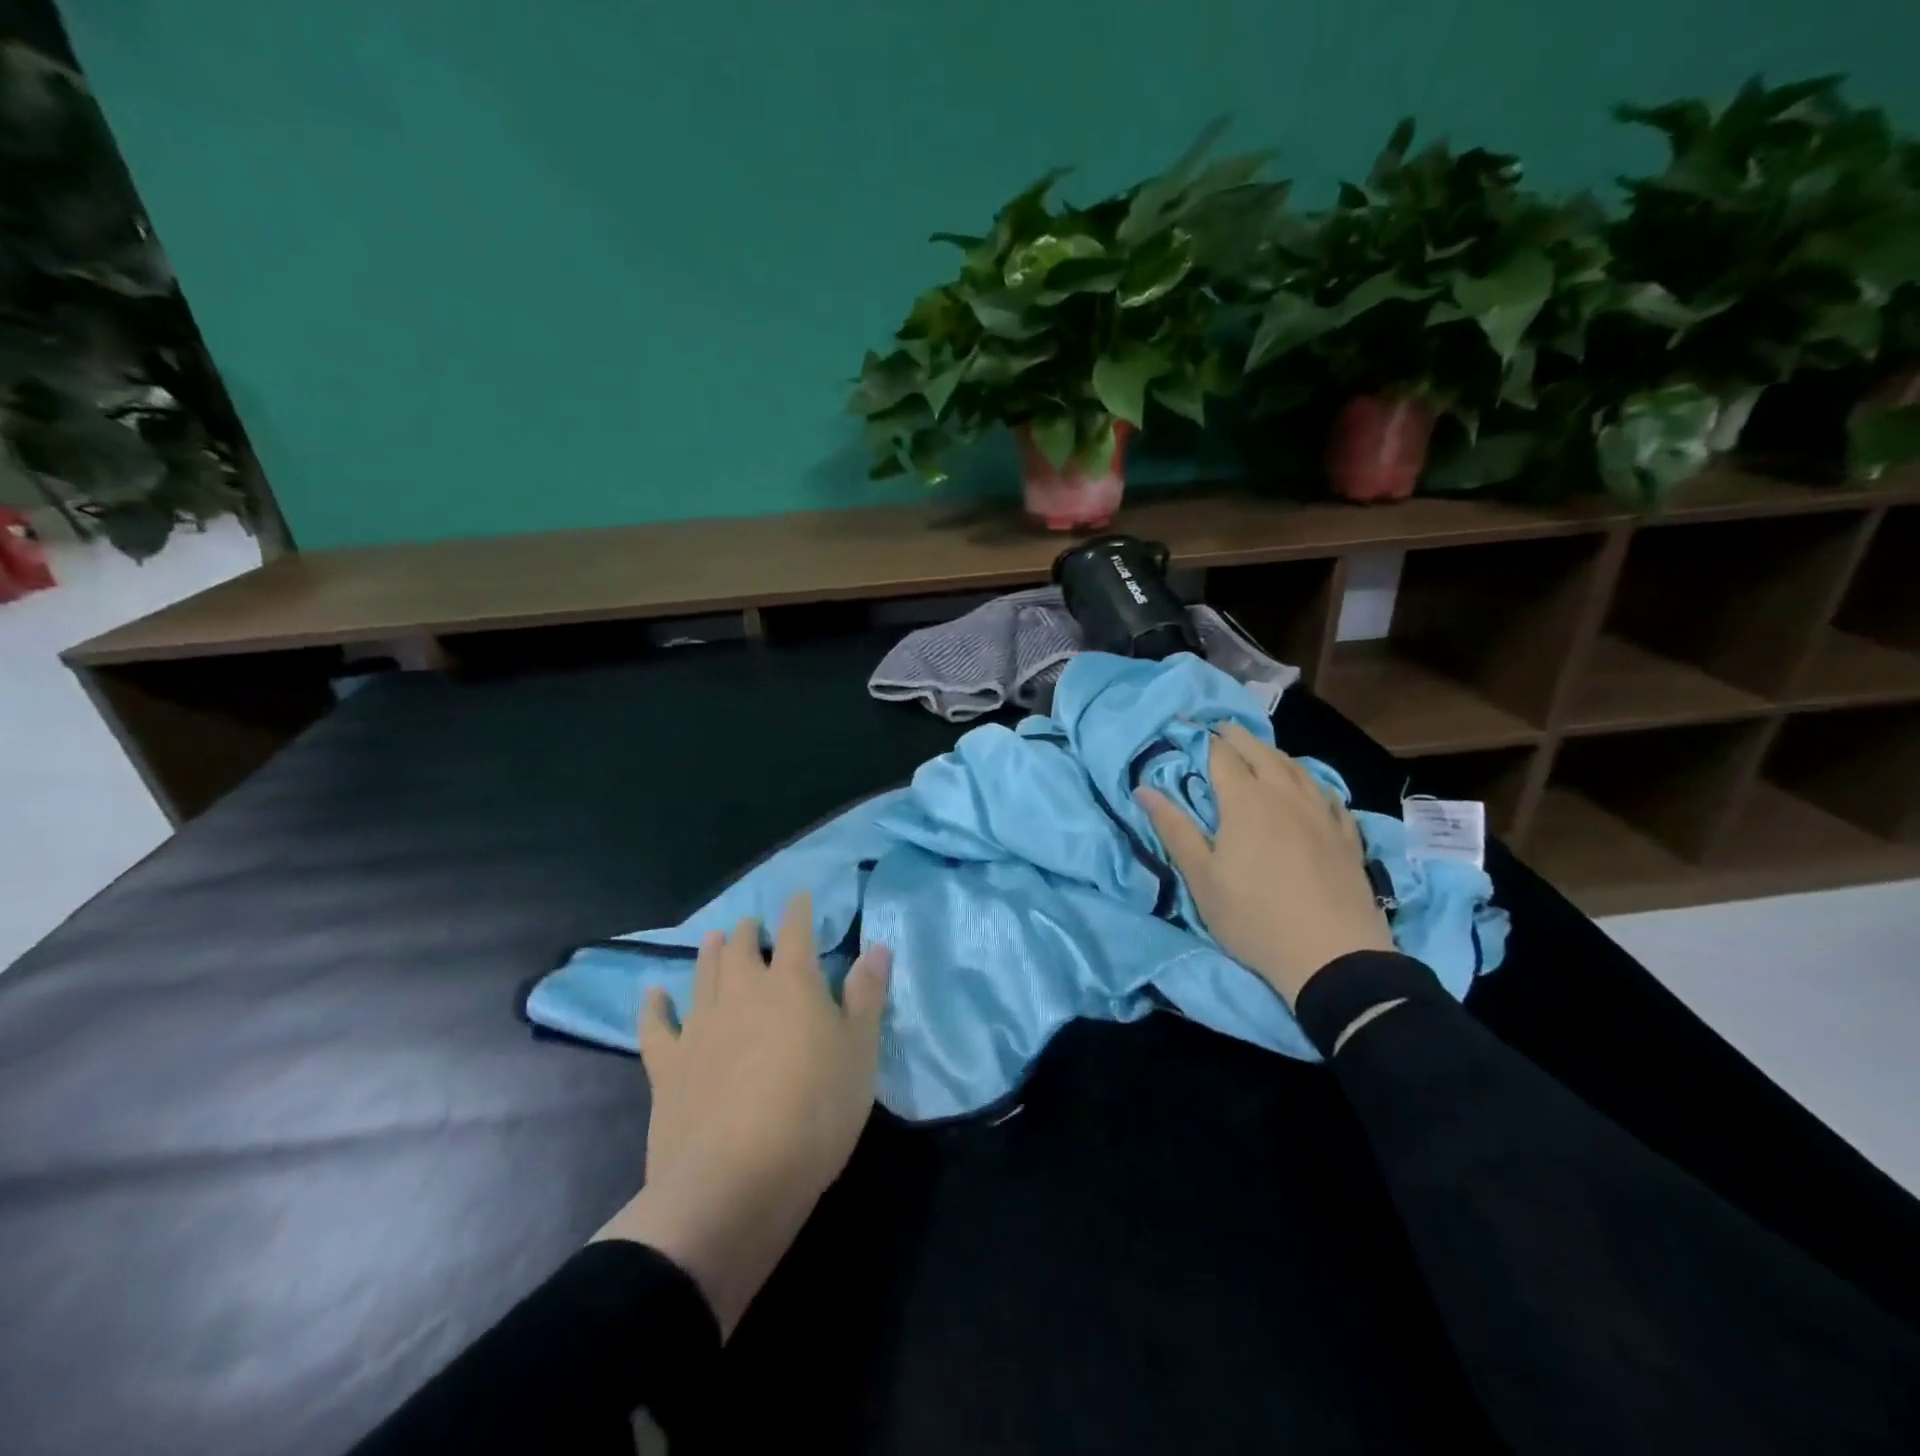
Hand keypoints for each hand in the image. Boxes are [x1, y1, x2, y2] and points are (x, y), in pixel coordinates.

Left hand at [594, 893, 889, 1336]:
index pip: (796, 933)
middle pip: (742, 948)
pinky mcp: (668, 1064)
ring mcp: (700, 1026)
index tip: (799, 897)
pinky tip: (654, 993)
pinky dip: (655, 1005)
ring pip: (703, 974)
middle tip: (753, 924)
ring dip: (709, 953)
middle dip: (749, 930)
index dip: (798, 911)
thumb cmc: (814, 1112)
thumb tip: (876, 947)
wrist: (734, 1181)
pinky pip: (656, 1025)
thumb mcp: (860, 1053)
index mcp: (792, 984)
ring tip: (714, 938)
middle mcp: (742, 992)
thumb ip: (866, 996)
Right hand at [1137, 723, 1392, 1006]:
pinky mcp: (1347, 835)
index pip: (1221, 755)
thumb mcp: (1201, 877)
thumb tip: (1143, 789)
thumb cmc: (1253, 917)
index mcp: (1245, 801)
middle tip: (1221, 729)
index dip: (1204, 738)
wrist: (1333, 956)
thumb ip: (1174, 828)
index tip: (1189, 727)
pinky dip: (1310, 782)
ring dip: (1273, 753)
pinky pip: (1328, 794)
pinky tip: (1310, 789)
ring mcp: (1321, 813)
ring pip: (1296, 768)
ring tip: (1260, 752)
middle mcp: (1284, 794)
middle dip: (1237, 737)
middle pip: (1260, 752)